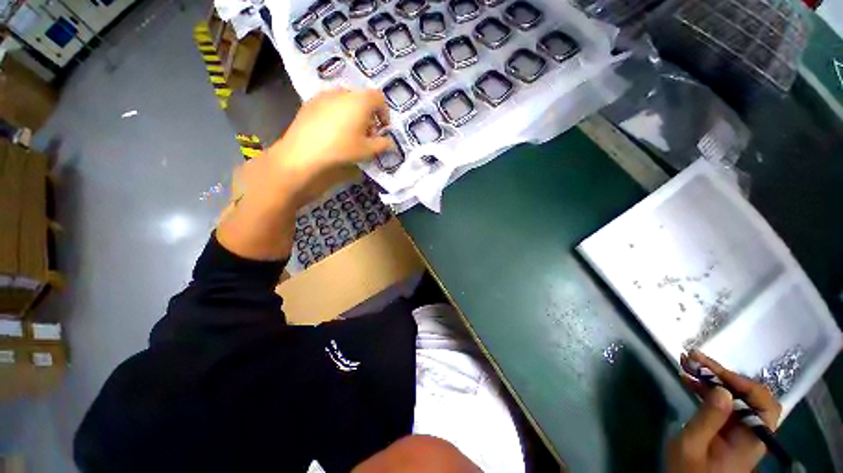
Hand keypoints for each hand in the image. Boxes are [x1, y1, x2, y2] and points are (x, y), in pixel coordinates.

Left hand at [268, 88, 392, 177]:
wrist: (304, 151)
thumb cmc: (342, 148)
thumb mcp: (368, 150)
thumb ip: (383, 144)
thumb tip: (390, 142)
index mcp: (360, 101)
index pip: (379, 98)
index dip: (385, 113)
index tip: (383, 129)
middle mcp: (343, 92)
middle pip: (362, 99)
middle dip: (369, 115)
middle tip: (367, 134)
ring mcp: (324, 95)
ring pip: (346, 101)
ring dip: (353, 114)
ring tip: (350, 133)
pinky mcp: (310, 102)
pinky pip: (331, 104)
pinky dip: (338, 114)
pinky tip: (333, 131)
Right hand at [668, 351, 781, 472]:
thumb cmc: (688, 472)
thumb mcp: (691, 446)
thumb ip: (708, 419)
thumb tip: (722, 390)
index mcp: (750, 439)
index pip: (763, 404)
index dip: (742, 383)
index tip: (713, 371)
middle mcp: (751, 431)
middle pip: (750, 396)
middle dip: (724, 376)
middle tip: (696, 360)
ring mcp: (740, 429)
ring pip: (736, 397)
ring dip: (713, 379)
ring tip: (688, 364)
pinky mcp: (728, 428)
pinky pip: (724, 403)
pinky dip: (708, 389)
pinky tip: (689, 379)